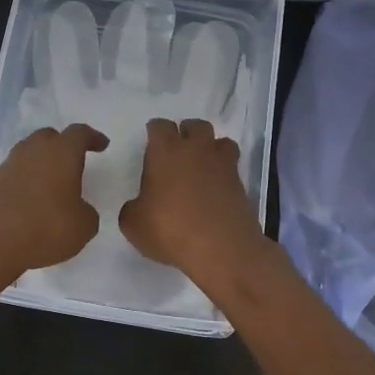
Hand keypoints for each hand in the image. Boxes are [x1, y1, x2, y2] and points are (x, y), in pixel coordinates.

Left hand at [0, 124, 109, 281]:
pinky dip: (25, 182)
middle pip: (49, 137)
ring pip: (29, 155)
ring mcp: (8, 165)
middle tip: (73, 161)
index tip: (101, 144)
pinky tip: (30, 202)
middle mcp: (33, 150)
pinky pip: (14, 175)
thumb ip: (86, 212)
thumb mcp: (83, 227)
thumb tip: (79, 209)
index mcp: (61, 152)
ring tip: (52, 185)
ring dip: (41, 164)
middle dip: (63, 146)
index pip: (80, 134)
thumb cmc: (44, 227)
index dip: (92, 138)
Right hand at [119, 118, 265, 284]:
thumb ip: (133, 208)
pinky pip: (232, 168)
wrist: (221, 248)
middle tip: (178, 153)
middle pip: (195, 126)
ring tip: (202, 167)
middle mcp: (196, 150)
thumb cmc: (169, 229)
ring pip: (221, 141)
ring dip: (211, 149)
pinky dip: (224, 174)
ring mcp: (222, 165)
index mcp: (165, 151)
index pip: (159, 126)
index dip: (155, 132)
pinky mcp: (241, 184)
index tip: (151, 144)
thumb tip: (140, 206)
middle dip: (186, 134)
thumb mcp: (133, 224)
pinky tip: (215, 191)